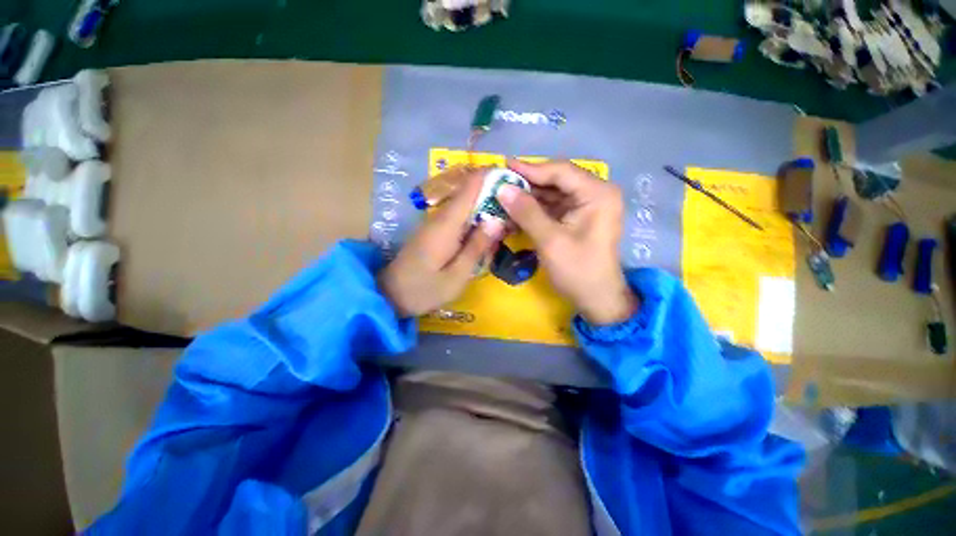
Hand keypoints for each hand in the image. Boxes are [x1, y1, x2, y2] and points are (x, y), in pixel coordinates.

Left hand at [379, 169, 504, 316]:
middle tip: (517, 205)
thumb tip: (497, 219)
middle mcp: (440, 216)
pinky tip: (485, 232)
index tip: (514, 178)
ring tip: (507, 218)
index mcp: (446, 224)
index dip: (491, 176)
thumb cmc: (425, 289)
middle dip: (493, 193)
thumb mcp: (457, 275)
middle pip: (469, 193)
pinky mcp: (434, 230)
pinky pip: (458, 216)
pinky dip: (475, 219)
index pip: (469, 187)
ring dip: (486, 207)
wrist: (390, 295)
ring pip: (465, 204)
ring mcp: (435, 222)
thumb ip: (477, 247)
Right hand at [497, 160, 637, 324]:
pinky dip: (534, 210)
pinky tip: (515, 212)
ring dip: (528, 198)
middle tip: (499, 183)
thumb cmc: (578, 271)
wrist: (597, 299)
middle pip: (556, 180)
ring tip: (502, 197)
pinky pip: (553, 207)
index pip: (560, 171)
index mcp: (597, 193)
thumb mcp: (550, 241)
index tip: (503, 166)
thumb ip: (526, 212)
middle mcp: (595, 193)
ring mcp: (586, 206)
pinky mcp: (577, 218)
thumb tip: (502, 189)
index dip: (530, 169)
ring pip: (552, 194)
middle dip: (527, 184)